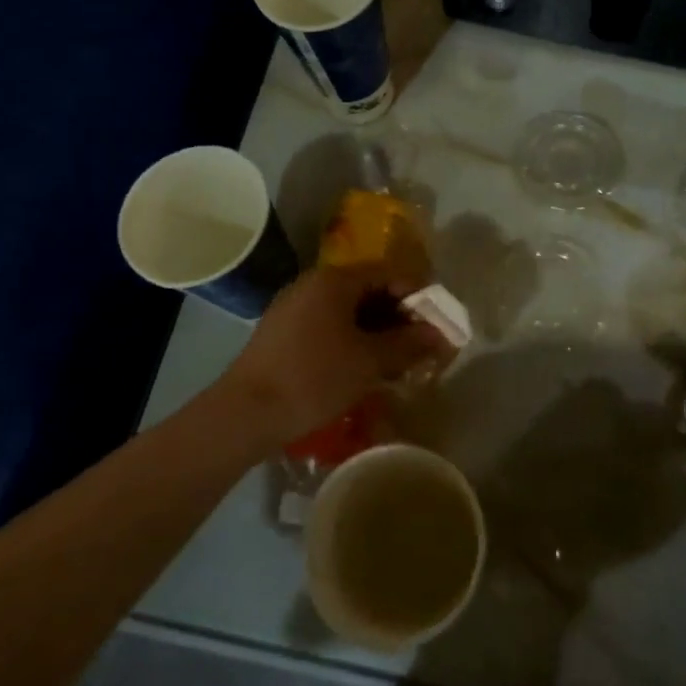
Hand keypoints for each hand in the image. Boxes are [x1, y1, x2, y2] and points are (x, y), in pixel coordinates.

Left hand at [219, 264, 453, 449]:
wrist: (245, 414)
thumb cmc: (313, 378)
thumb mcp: (368, 362)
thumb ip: (408, 344)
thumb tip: (440, 335)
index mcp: (335, 280)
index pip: (389, 271)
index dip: (418, 293)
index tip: (437, 321)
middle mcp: (314, 284)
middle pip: (369, 288)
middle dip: (399, 314)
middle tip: (421, 343)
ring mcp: (295, 307)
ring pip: (349, 309)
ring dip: (378, 329)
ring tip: (398, 359)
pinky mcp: (284, 331)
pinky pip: (330, 324)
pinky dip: (353, 338)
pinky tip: (365, 366)